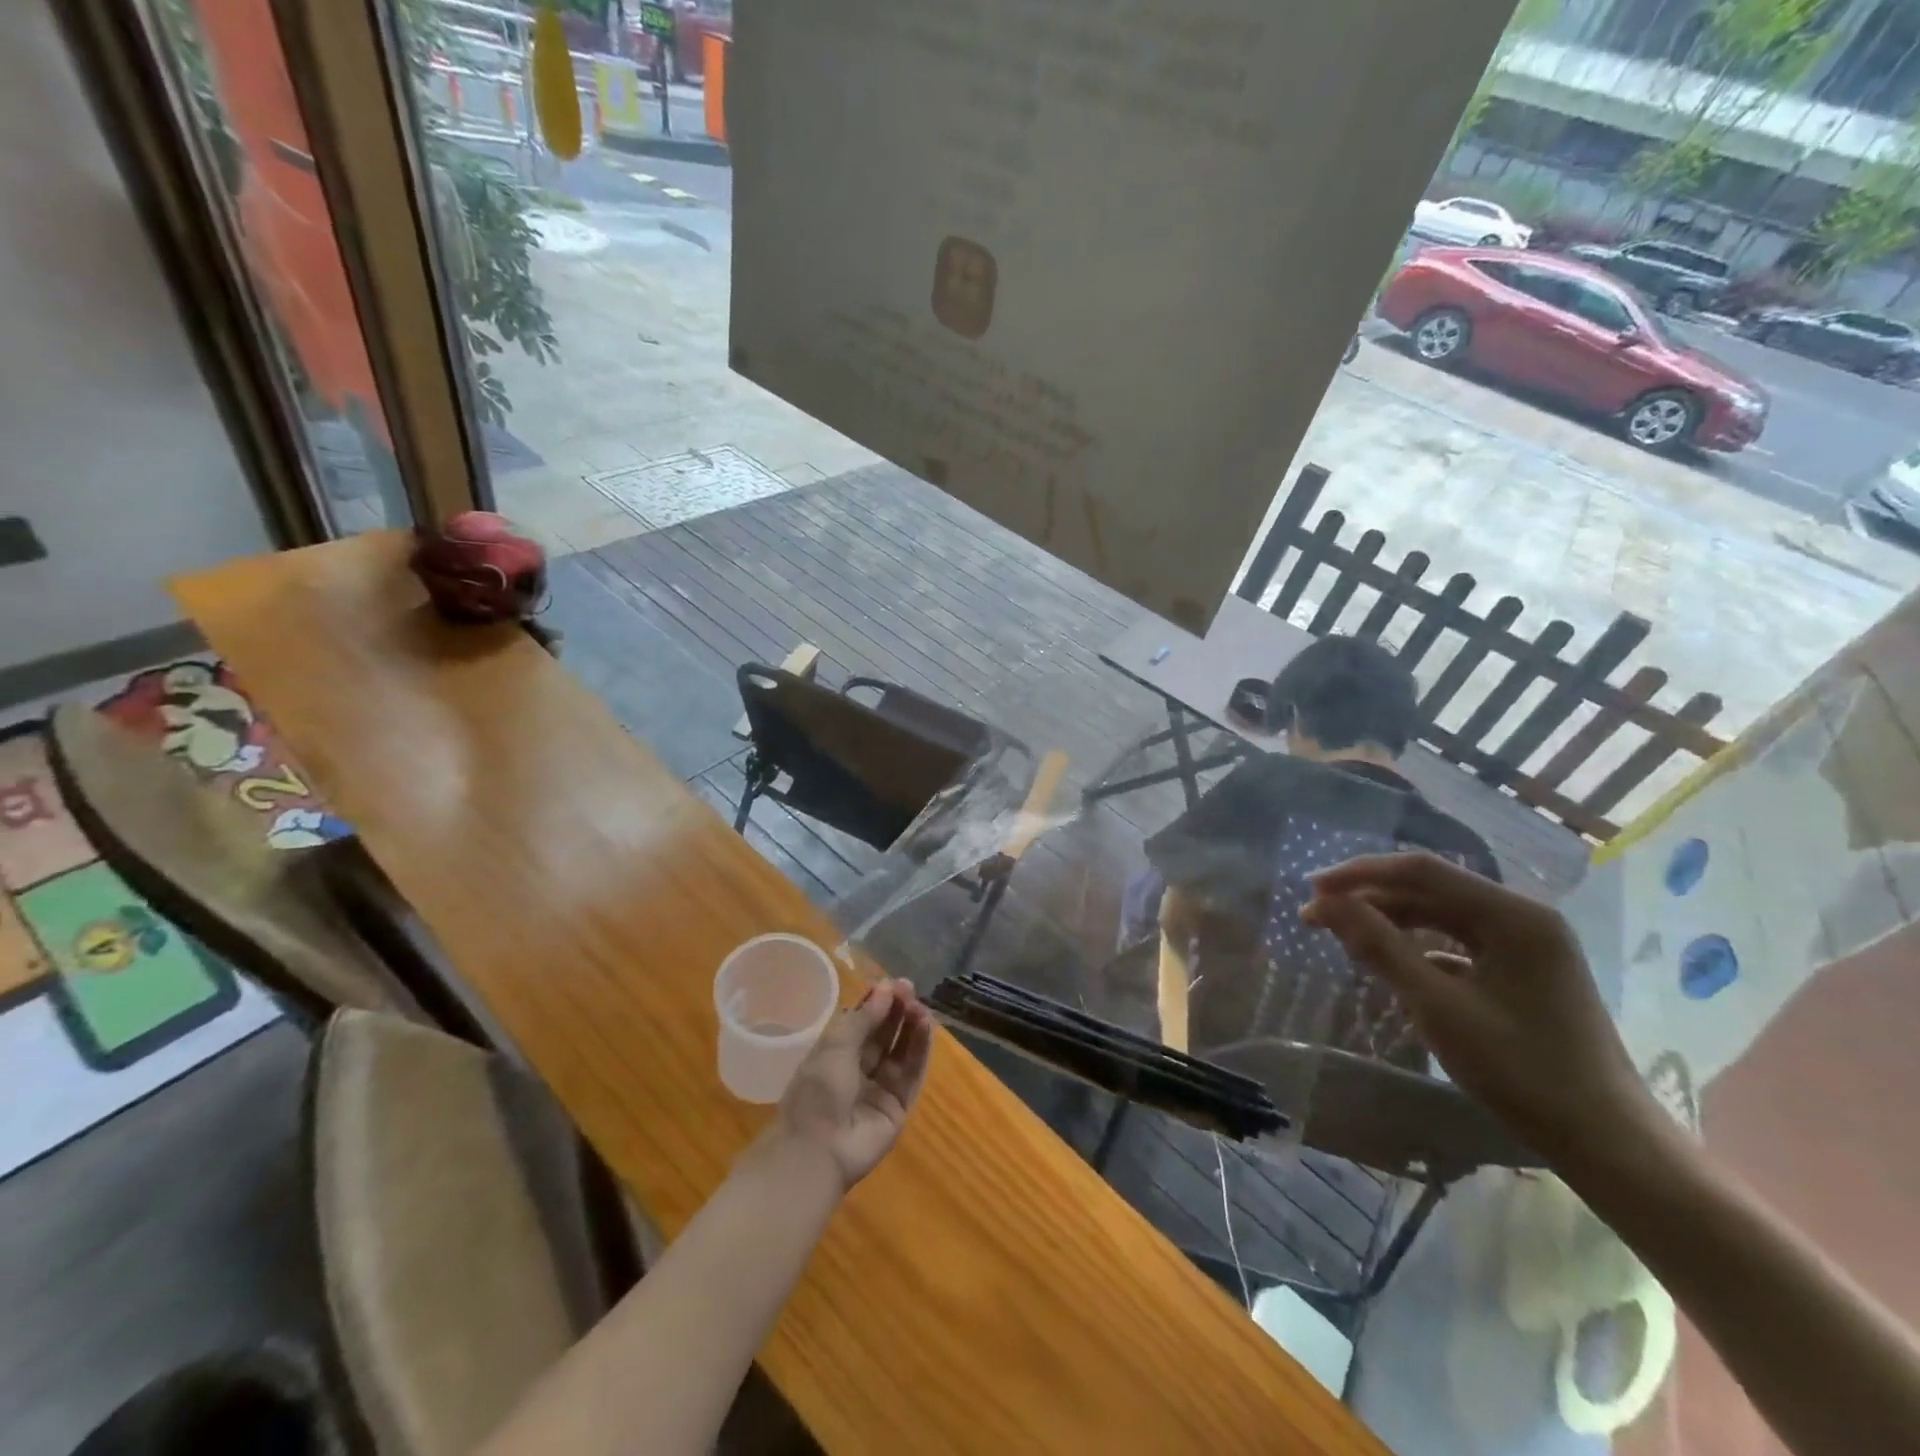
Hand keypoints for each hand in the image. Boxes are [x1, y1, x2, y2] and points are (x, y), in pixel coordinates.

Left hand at [773, 978, 932, 1189]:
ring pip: (900, 1051)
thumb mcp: (836, 1045)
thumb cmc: (817, 1090)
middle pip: (883, 1034)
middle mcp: (858, 1069)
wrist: (818, 1150)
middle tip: (910, 990)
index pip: (861, 1022)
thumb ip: (865, 1017)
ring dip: (911, 1027)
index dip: (877, 1002)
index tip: (893, 984)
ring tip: (921, 1007)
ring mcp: (879, 1088)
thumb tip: (887, 988)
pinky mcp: (898, 1106)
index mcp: (834, 1054)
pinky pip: (912, 1073)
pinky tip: (926, 1026)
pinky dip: (920, 1049)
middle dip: (896, 1011)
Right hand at [1302, 853, 1658, 1168]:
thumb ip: (1379, 947)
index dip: (1359, 874)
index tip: (1311, 891)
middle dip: (1369, 897)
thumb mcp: (1437, 1007)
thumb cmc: (1521, 1071)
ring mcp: (1526, 944)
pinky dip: (1417, 945)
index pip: (1420, 871)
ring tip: (1343, 934)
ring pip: (1441, 915)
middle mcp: (1521, 917)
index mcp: (1512, 915)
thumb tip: (1325, 904)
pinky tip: (1391, 964)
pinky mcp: (1522, 971)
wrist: (1606, 1142)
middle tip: (1316, 916)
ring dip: (1389, 920)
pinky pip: (1457, 942)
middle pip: (1430, 889)